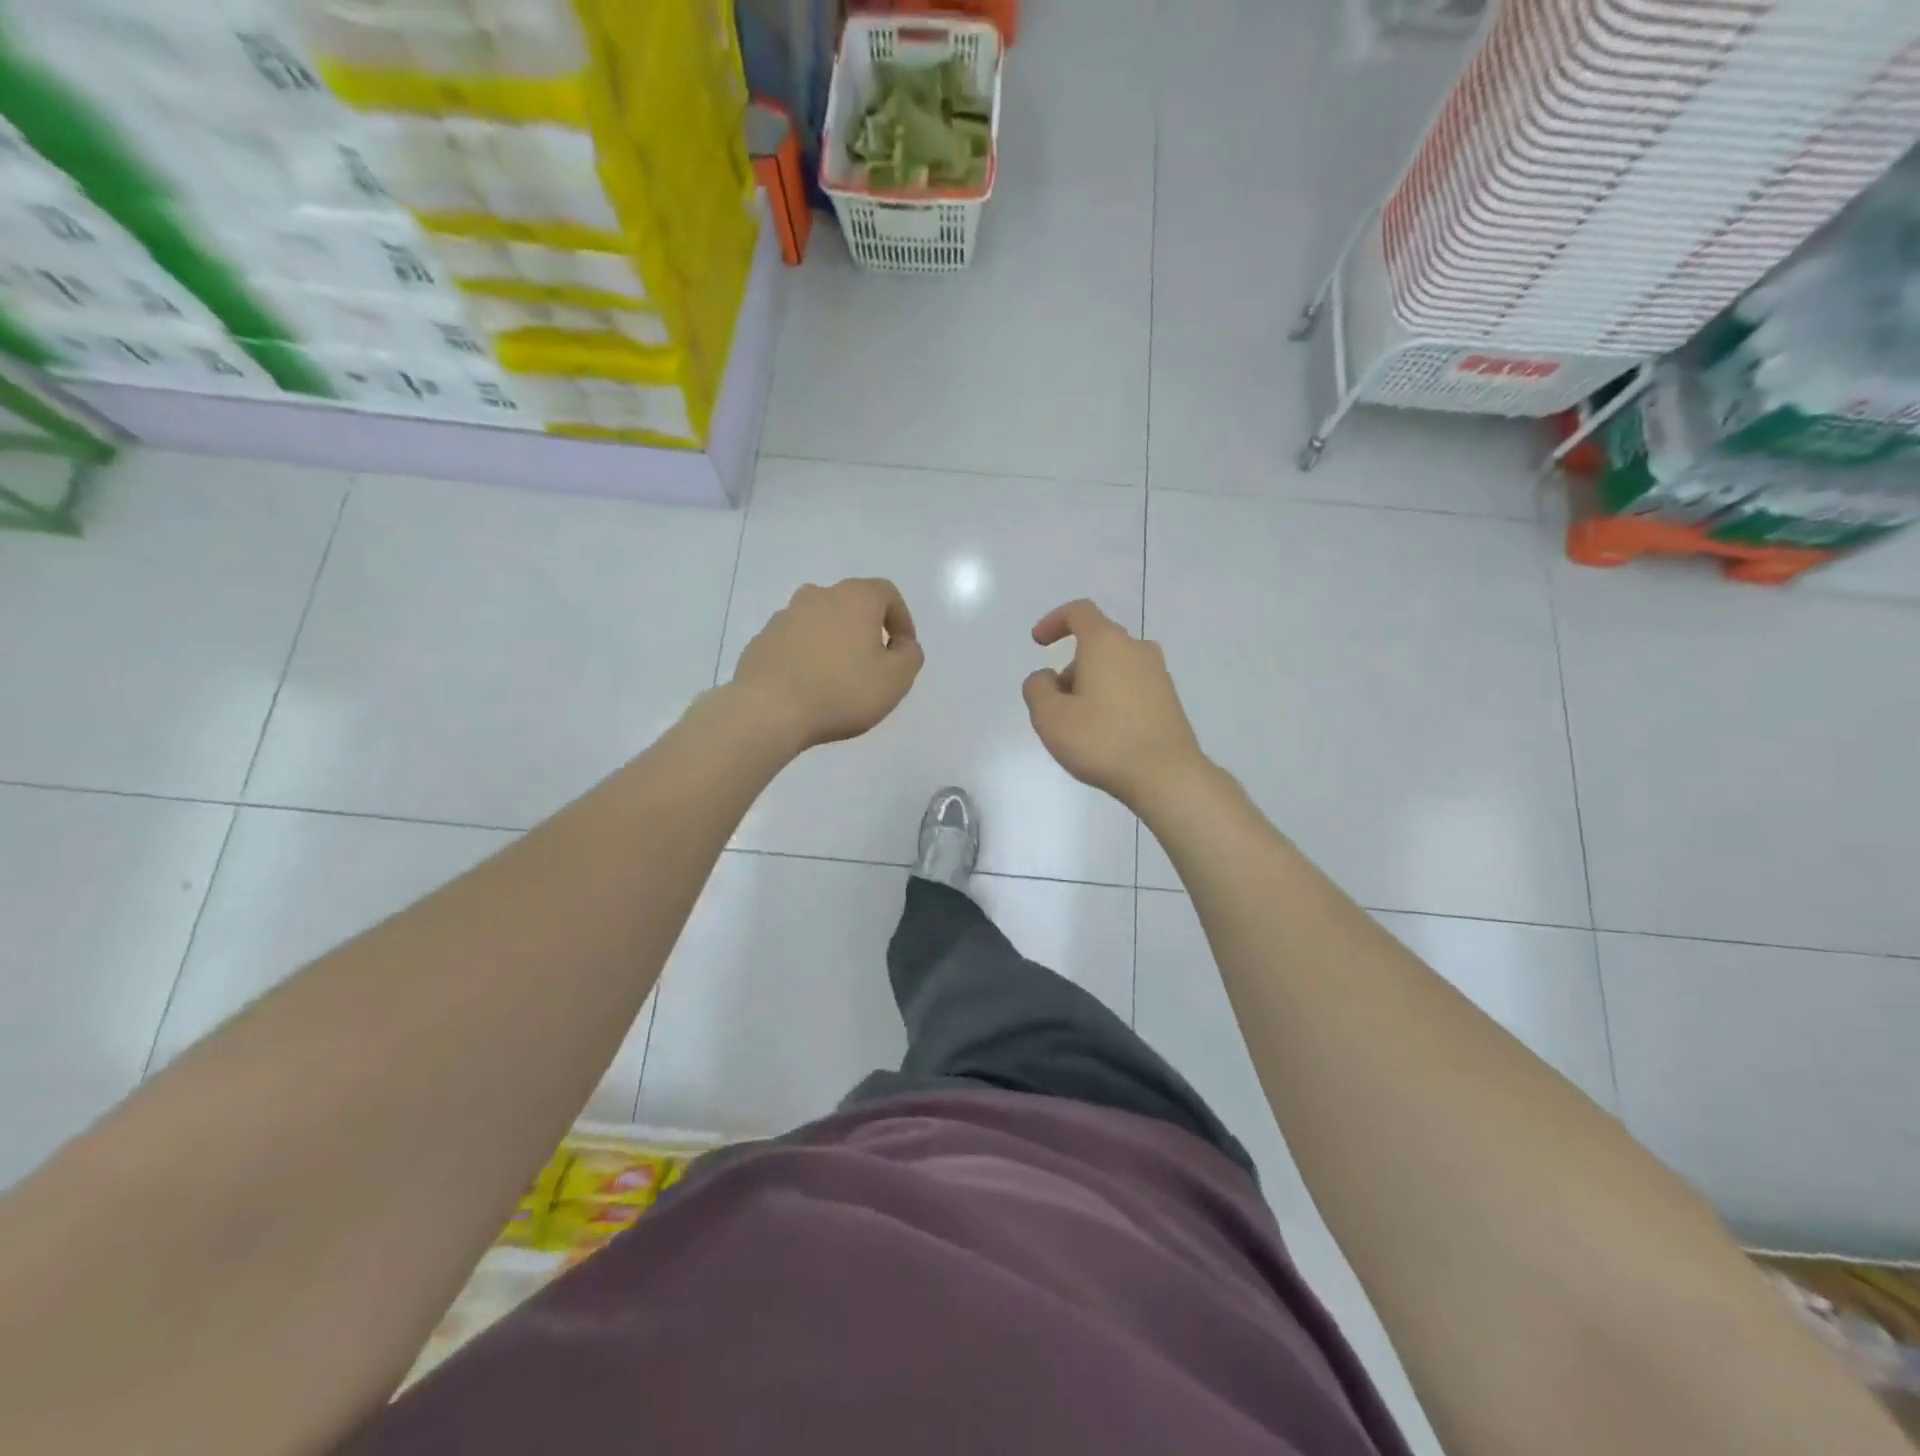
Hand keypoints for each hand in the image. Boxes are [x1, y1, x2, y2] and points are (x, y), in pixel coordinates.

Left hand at [730, 578, 923, 749]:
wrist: (768, 710)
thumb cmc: (842, 690)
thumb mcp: (895, 679)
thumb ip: (910, 656)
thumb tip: (903, 645)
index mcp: (854, 598)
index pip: (887, 593)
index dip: (902, 619)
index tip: (903, 650)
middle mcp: (818, 595)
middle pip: (851, 605)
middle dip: (867, 630)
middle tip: (873, 665)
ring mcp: (784, 616)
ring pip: (821, 623)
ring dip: (835, 643)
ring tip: (839, 679)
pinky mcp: (762, 640)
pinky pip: (795, 642)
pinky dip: (808, 656)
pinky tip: (810, 687)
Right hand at [1023, 599, 1208, 809]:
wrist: (1166, 775)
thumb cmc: (1102, 740)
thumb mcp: (1050, 717)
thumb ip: (1037, 688)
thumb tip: (1047, 677)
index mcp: (1106, 643)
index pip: (1079, 612)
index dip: (1054, 621)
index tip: (1039, 643)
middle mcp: (1136, 649)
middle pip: (1097, 643)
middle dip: (1071, 666)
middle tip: (1055, 703)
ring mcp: (1158, 674)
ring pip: (1115, 666)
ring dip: (1092, 684)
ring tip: (1079, 724)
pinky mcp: (1169, 699)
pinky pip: (1132, 686)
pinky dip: (1112, 698)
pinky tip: (1106, 733)